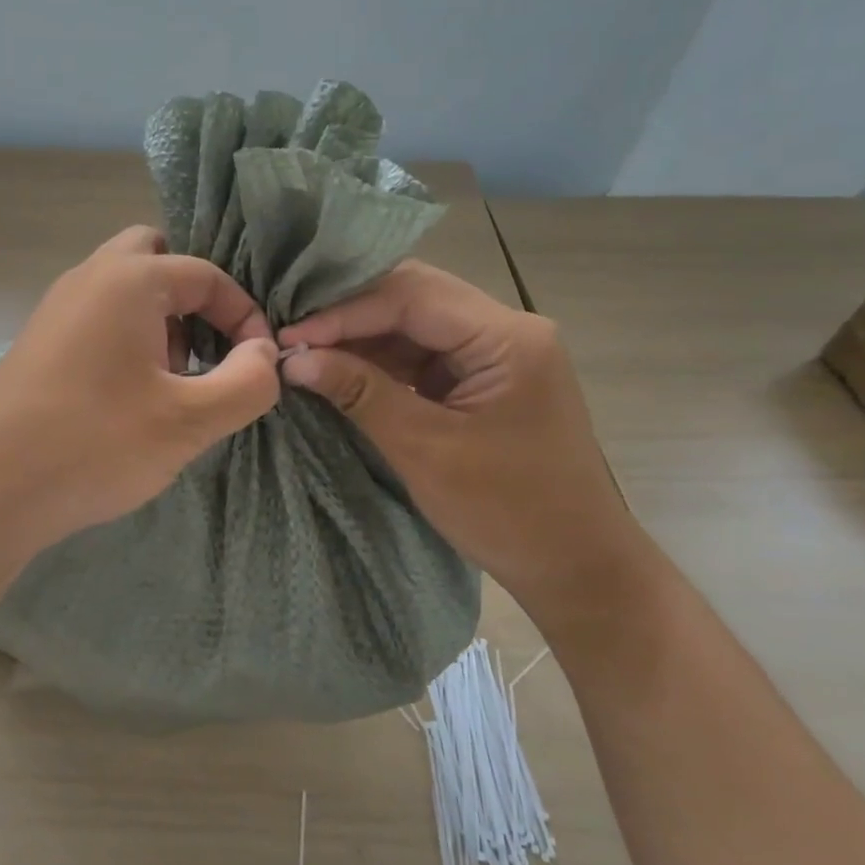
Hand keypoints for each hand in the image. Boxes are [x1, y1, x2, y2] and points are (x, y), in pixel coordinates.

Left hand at [0, 226, 281, 553]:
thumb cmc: (95, 444)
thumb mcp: (189, 420)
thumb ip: (247, 382)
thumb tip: (264, 354)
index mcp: (128, 279)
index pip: (206, 274)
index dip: (244, 315)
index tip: (258, 363)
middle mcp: (88, 278)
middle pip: (155, 259)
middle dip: (193, 299)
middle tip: (206, 350)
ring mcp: (56, 308)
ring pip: (124, 290)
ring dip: (160, 321)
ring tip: (173, 382)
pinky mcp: (40, 342)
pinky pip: (98, 319)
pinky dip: (127, 340)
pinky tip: (130, 398)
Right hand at [277, 261, 648, 623]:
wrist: (576, 567)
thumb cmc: (508, 512)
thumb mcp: (425, 450)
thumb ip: (360, 393)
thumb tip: (294, 359)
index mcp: (507, 338)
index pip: (411, 297)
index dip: (343, 312)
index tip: (288, 336)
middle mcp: (506, 330)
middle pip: (414, 298)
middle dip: (349, 315)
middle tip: (292, 336)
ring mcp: (497, 353)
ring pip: (415, 324)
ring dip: (361, 338)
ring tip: (306, 354)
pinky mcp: (484, 378)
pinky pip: (423, 354)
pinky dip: (380, 362)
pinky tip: (341, 371)